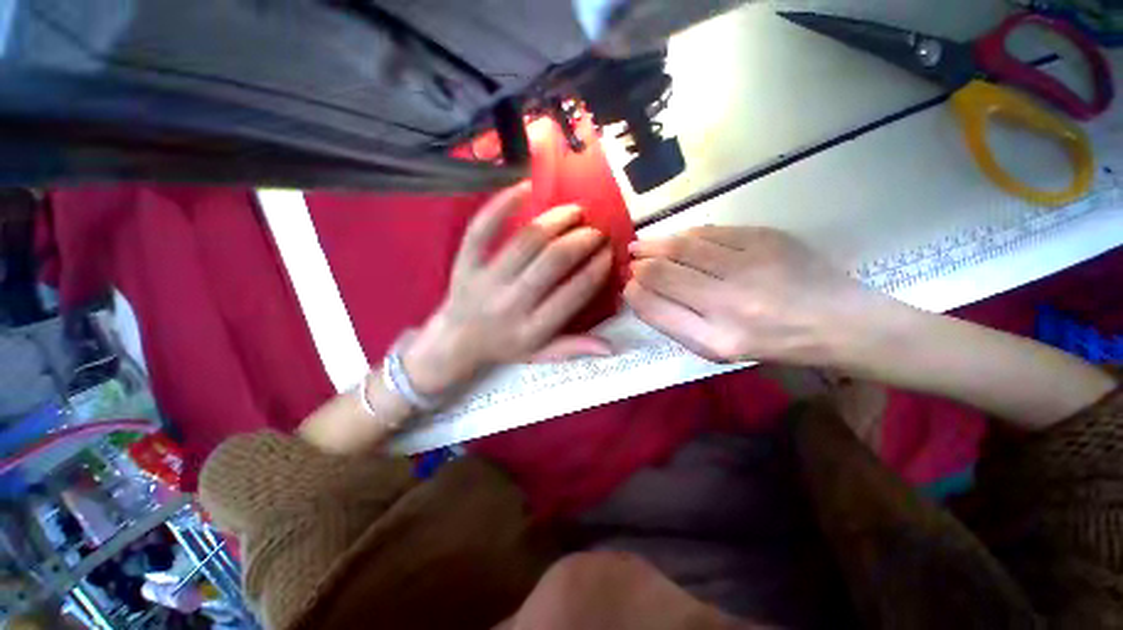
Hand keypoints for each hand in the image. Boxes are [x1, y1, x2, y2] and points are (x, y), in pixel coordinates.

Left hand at [405, 182, 613, 394]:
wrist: (455, 341)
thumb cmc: (504, 346)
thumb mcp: (540, 355)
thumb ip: (574, 348)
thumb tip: (612, 348)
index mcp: (532, 330)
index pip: (574, 294)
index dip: (596, 269)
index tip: (608, 253)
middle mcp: (511, 304)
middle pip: (553, 262)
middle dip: (582, 241)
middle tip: (596, 231)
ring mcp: (485, 280)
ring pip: (526, 241)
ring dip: (556, 221)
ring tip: (575, 211)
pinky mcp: (465, 262)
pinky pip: (482, 228)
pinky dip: (502, 204)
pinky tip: (525, 186)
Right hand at [625, 226, 875, 364]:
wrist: (839, 322)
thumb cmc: (771, 343)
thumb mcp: (717, 349)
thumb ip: (675, 322)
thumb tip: (641, 291)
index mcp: (715, 340)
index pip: (654, 307)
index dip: (634, 293)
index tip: (629, 286)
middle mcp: (728, 304)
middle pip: (662, 272)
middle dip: (639, 264)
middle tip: (632, 260)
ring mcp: (748, 267)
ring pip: (682, 246)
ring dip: (654, 244)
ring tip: (642, 245)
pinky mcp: (765, 239)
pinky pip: (709, 232)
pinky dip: (685, 234)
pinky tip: (678, 238)